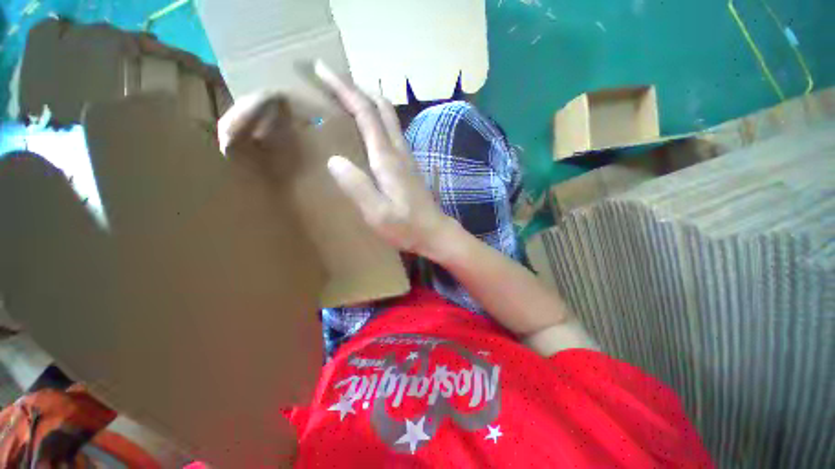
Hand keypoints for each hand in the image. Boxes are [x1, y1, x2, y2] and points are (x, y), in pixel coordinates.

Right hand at [314, 61, 452, 256]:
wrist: (434, 232)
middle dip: (357, 87)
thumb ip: (356, 186)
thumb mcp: (376, 213)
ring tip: (350, 95)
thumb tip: (334, 160)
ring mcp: (407, 157)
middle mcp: (399, 151)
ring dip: (370, 101)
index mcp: (387, 159)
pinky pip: (393, 132)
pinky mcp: (409, 166)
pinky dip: (379, 119)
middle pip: (381, 108)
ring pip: (390, 118)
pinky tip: (373, 125)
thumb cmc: (406, 226)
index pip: (365, 113)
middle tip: (334, 78)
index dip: (344, 89)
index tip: (322, 69)